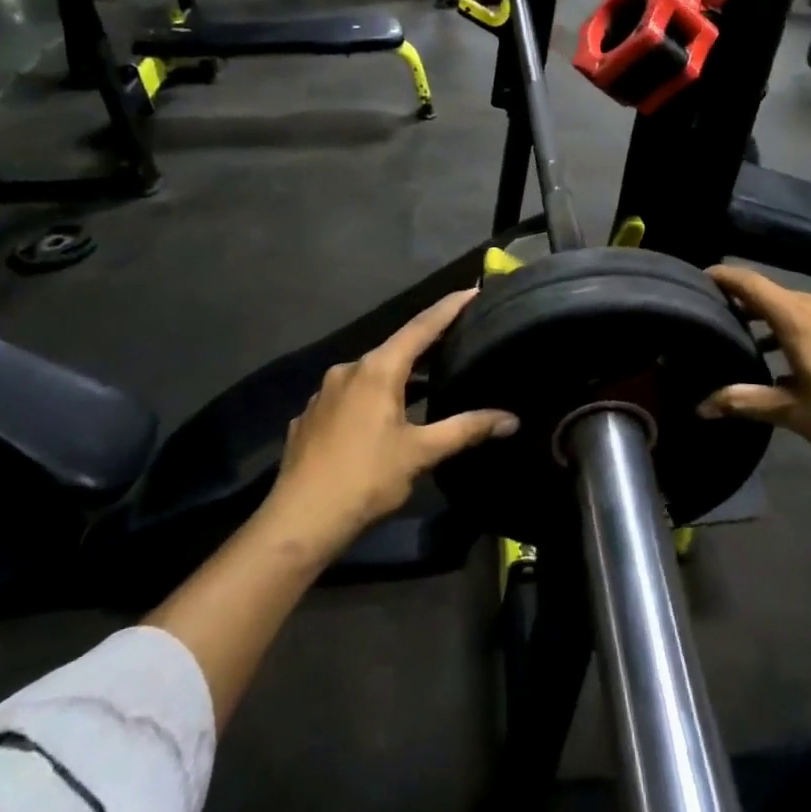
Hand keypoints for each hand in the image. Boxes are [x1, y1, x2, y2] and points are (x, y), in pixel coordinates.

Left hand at [264, 291, 516, 554]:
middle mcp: (348, 370)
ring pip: (370, 374)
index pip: (422, 326)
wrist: (299, 522)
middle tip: (457, 338)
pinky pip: (348, 396)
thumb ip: (466, 429)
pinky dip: (371, 398)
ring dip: (398, 375)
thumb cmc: (366, 479)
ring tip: (425, 383)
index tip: (473, 289)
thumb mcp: (422, 453)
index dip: (449, 308)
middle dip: (426, 344)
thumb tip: (511, 419)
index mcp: (378, 370)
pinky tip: (380, 420)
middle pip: (396, 348)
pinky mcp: (309, 417)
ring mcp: (323, 393)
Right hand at [698, 267, 810, 483]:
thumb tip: (701, 407)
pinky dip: (805, 331)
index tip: (700, 278)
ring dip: (777, 323)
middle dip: (747, 307)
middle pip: (776, 296)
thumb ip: (746, 401)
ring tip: (757, 347)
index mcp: (801, 318)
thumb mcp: (794, 413)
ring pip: (803, 309)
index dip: (724, 277)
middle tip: (721, 323)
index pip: (751, 284)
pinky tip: (803, 361)